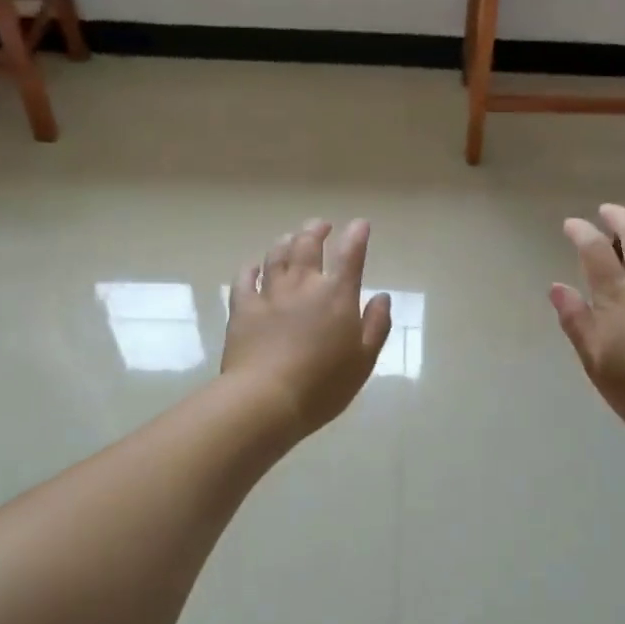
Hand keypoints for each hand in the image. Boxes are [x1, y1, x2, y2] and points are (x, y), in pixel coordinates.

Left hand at [221, 219, 392, 441]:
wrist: (266, 399)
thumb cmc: (323, 384)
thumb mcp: (364, 360)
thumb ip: (376, 325)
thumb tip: (382, 297)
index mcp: (337, 295)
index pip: (350, 255)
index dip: (357, 235)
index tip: (360, 224)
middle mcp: (303, 285)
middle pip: (308, 244)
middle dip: (317, 230)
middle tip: (321, 226)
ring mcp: (270, 294)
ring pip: (277, 255)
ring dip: (286, 241)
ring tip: (291, 237)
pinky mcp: (242, 308)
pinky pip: (245, 279)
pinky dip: (251, 268)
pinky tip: (254, 266)